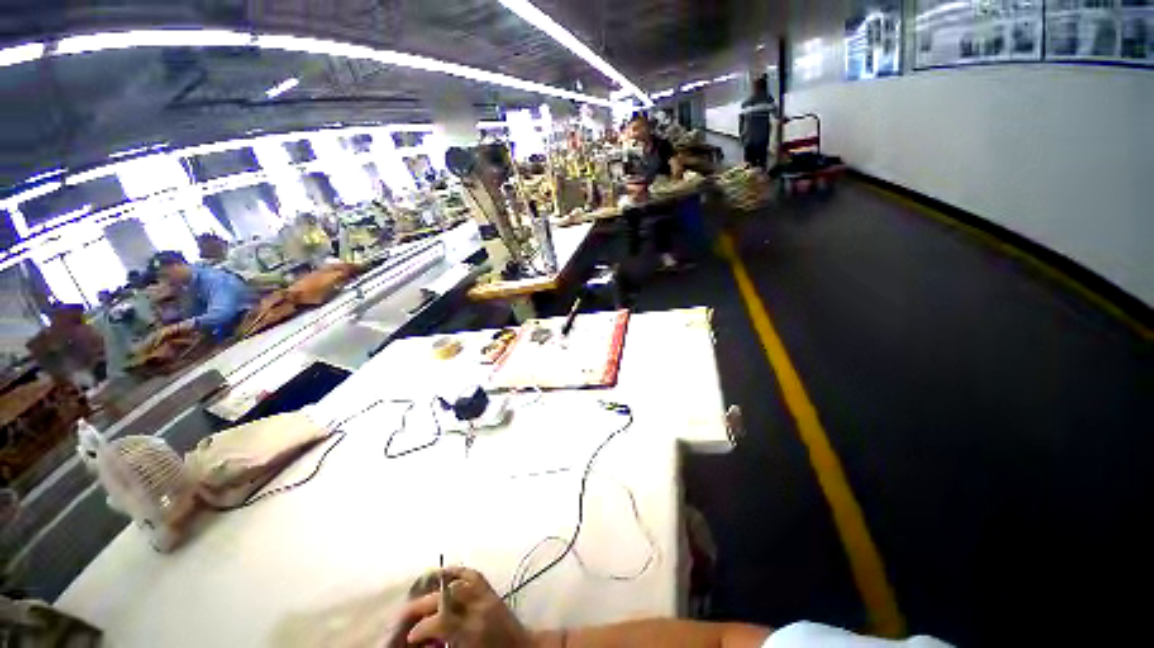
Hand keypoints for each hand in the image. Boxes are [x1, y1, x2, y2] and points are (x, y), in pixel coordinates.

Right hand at [391, 567, 533, 647]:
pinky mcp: (492, 590)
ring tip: (419, 592)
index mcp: (473, 631)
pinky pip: (473, 575)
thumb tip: (421, 643)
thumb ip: (444, 646)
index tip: (410, 637)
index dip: (422, 628)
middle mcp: (480, 608)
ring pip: (459, 581)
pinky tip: (443, 574)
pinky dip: (457, 572)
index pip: (442, 621)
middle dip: (423, 604)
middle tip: (407, 614)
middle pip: (447, 597)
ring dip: (438, 586)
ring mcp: (487, 595)